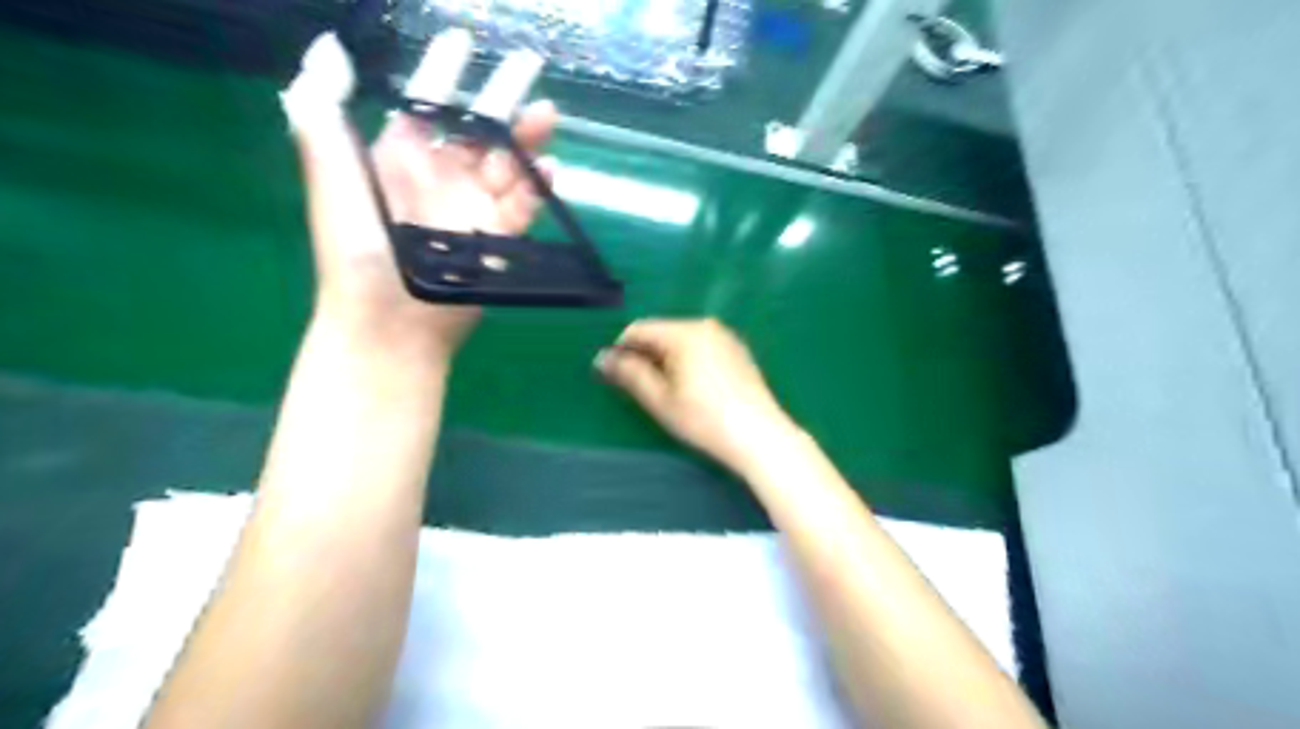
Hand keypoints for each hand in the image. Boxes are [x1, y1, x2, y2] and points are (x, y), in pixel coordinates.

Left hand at [284, 37, 555, 363]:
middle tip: (529, 62)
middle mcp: (440, 178)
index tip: (462, 39)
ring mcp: (472, 208)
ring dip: (527, 138)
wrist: (392, 323)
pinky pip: (523, 205)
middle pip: (477, 128)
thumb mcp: (333, 181)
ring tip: (548, 114)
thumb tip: (328, 50)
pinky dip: (538, 186)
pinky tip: (550, 169)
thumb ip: (324, 117)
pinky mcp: (497, 238)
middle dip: (502, 96)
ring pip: (507, 163)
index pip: (427, 104)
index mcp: (399, 159)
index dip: (443, 70)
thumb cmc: (358, 252)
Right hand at [597, 319, 796, 471]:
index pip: (640, 329)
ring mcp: (726, 337)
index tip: (614, 376)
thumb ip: (629, 374)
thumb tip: (602, 358)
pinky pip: (702, 347)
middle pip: (662, 332)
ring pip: (682, 340)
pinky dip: (689, 361)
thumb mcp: (660, 399)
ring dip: (667, 359)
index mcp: (684, 332)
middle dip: (645, 354)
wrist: (759, 436)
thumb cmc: (703, 419)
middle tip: (641, 388)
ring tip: (667, 391)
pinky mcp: (739, 351)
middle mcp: (706, 325)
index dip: (621, 349)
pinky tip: (693, 388)